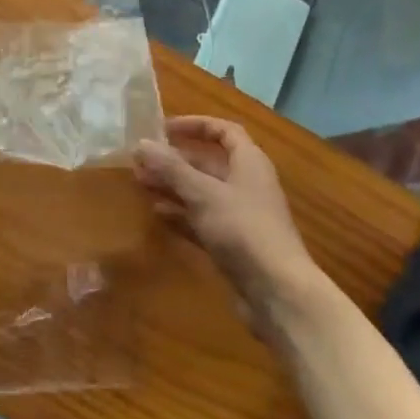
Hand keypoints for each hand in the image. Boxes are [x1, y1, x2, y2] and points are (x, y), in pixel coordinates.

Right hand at [134, 116, 324, 333]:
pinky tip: (157, 214)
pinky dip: (181, 214)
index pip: (224, 131)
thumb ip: (171, 168)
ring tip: (141, 183)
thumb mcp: (203, 193)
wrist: (278, 293)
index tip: (164, 128)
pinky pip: (202, 220)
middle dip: (175, 160)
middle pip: (208, 163)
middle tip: (141, 160)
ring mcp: (240, 216)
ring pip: (202, 192)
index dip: (195, 125)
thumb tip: (140, 143)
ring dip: (173, 186)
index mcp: (249, 163)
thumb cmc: (243, 230)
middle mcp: (246, 185)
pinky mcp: (233, 244)